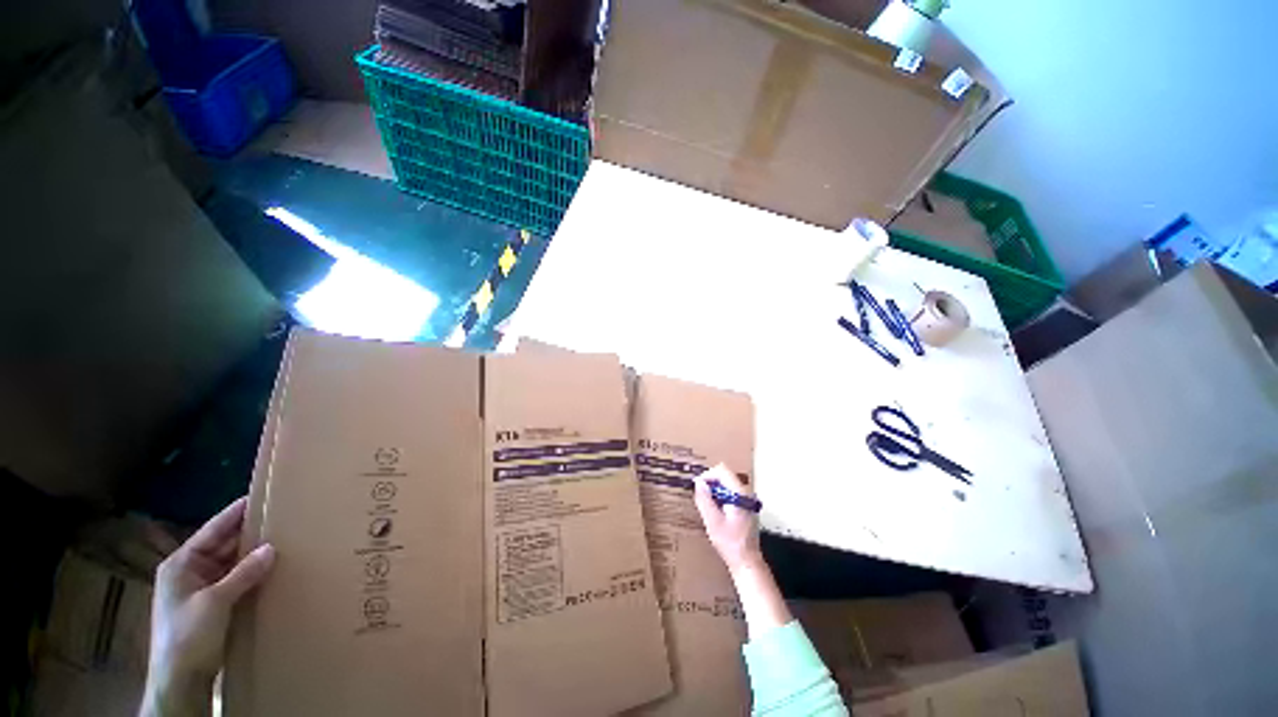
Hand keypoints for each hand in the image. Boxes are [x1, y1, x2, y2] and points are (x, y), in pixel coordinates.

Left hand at [143, 498, 273, 715]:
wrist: (181, 680)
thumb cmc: (188, 635)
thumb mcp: (215, 602)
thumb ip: (243, 573)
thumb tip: (272, 547)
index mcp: (181, 564)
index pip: (213, 530)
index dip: (235, 513)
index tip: (261, 496)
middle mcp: (191, 572)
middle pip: (224, 546)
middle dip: (250, 535)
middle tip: (283, 519)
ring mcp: (202, 590)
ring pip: (233, 564)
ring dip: (254, 557)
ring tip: (286, 541)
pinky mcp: (215, 606)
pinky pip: (238, 581)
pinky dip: (254, 575)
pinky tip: (274, 570)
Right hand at [692, 464, 763, 573]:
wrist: (747, 562)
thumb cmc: (731, 544)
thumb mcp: (713, 522)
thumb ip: (705, 500)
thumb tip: (698, 483)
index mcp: (739, 494)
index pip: (722, 471)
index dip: (707, 475)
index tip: (697, 486)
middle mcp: (745, 493)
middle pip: (725, 475)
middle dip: (710, 482)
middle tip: (699, 495)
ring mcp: (745, 500)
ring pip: (726, 484)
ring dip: (713, 490)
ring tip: (704, 503)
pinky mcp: (743, 507)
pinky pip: (728, 493)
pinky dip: (719, 496)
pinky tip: (713, 510)